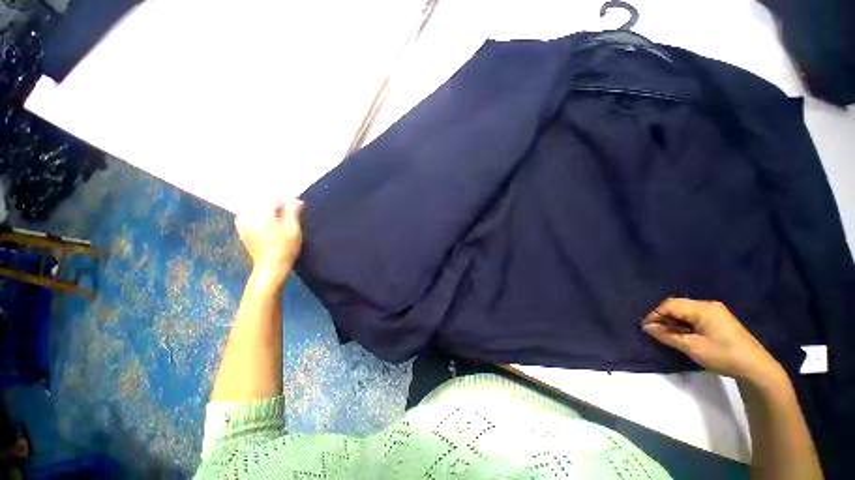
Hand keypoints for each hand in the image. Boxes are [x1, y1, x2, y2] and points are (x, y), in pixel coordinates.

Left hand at [235, 200, 303, 284]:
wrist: (270, 267)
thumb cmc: (285, 248)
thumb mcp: (293, 230)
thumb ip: (293, 212)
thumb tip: (296, 200)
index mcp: (262, 214)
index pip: (272, 199)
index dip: (284, 203)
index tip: (293, 211)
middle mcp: (249, 216)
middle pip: (262, 202)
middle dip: (275, 206)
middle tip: (286, 216)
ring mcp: (243, 224)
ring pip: (255, 209)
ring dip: (266, 211)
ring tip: (277, 221)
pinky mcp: (242, 230)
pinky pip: (249, 216)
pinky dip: (258, 217)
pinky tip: (267, 225)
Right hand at [641, 298, 783, 384]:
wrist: (756, 368)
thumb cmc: (723, 355)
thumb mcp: (692, 347)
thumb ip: (667, 335)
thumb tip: (646, 327)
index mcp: (702, 308)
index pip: (670, 304)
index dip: (654, 314)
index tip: (645, 328)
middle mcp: (708, 305)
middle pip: (677, 305)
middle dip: (663, 317)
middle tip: (655, 332)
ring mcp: (715, 312)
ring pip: (685, 311)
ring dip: (673, 321)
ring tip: (667, 334)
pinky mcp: (719, 320)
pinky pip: (694, 316)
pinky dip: (683, 324)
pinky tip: (683, 334)